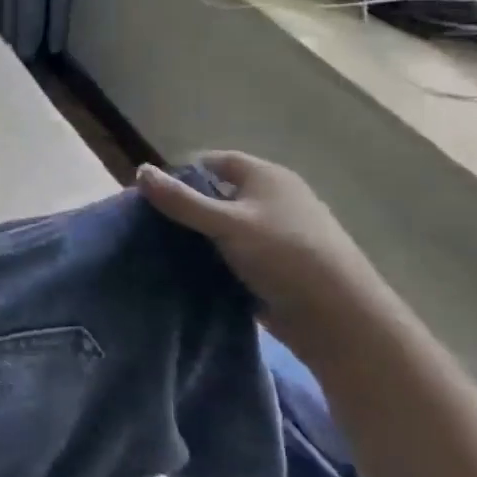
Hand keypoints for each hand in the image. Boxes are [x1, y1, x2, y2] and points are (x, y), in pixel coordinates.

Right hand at [135, 152, 391, 349]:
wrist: (336, 315)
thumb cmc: (283, 255)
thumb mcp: (226, 223)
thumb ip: (181, 200)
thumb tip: (139, 171)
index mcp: (267, 177)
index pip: (215, 161)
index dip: (182, 173)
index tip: (151, 196)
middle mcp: (273, 199)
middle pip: (218, 194)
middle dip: (185, 207)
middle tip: (150, 226)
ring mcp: (276, 233)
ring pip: (224, 226)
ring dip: (197, 236)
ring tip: (162, 250)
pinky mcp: (275, 264)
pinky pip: (234, 252)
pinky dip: (212, 258)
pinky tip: (189, 271)